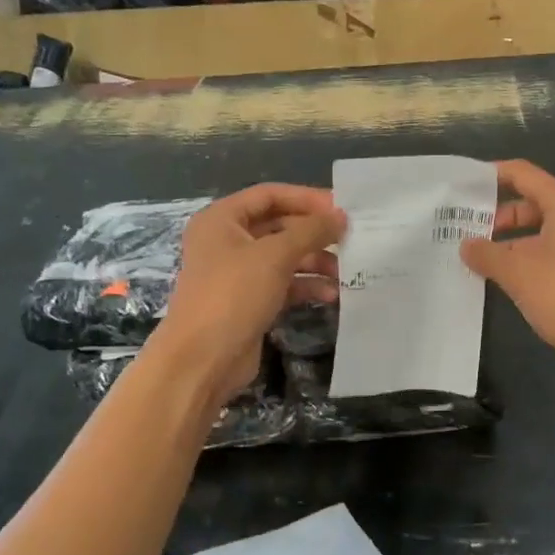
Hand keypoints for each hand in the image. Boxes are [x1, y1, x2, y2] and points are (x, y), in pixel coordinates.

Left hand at [154, 184, 345, 407]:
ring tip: (345, 271)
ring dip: (315, 261)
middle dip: (314, 233)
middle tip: (351, 239)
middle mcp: (227, 241)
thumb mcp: (275, 256)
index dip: (306, 198)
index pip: (270, 195)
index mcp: (222, 219)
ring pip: (284, 257)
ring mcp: (238, 273)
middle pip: (279, 226)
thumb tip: (341, 216)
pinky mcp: (249, 301)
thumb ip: (311, 231)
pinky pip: (283, 284)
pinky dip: (306, 286)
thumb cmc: (233, 295)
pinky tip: (331, 294)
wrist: (203, 359)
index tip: (342, 207)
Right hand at [461, 161, 554, 390]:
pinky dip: (530, 262)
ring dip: (513, 244)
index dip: (493, 175)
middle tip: (467, 233)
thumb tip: (466, 246)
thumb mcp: (517, 273)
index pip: (524, 175)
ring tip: (482, 261)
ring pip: (544, 234)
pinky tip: (509, 283)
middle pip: (534, 204)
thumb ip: (486, 254)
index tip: (463, 186)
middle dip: (499, 217)